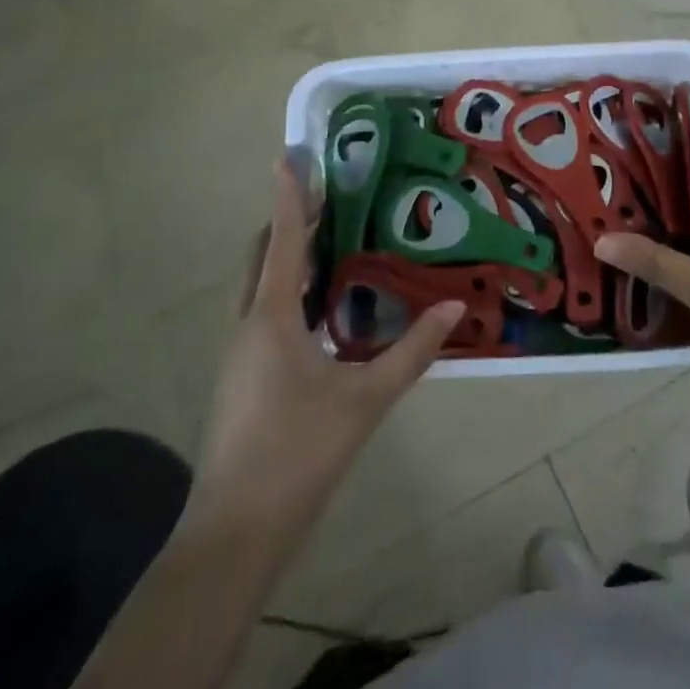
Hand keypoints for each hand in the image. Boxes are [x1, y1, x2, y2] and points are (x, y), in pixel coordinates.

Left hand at [193, 164, 462, 534]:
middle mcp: (247, 324)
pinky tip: (319, 310)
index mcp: (271, 317)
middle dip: (290, 221)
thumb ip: (412, 351)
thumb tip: (455, 307)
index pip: (282, 240)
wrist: (234, 534)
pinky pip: (262, 313)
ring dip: (288, 257)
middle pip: (263, 256)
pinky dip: (287, 292)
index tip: (289, 154)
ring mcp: (239, 354)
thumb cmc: (298, 453)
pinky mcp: (241, 378)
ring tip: (330, 242)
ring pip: (259, 286)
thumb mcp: (364, 400)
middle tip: (328, 197)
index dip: (288, 195)